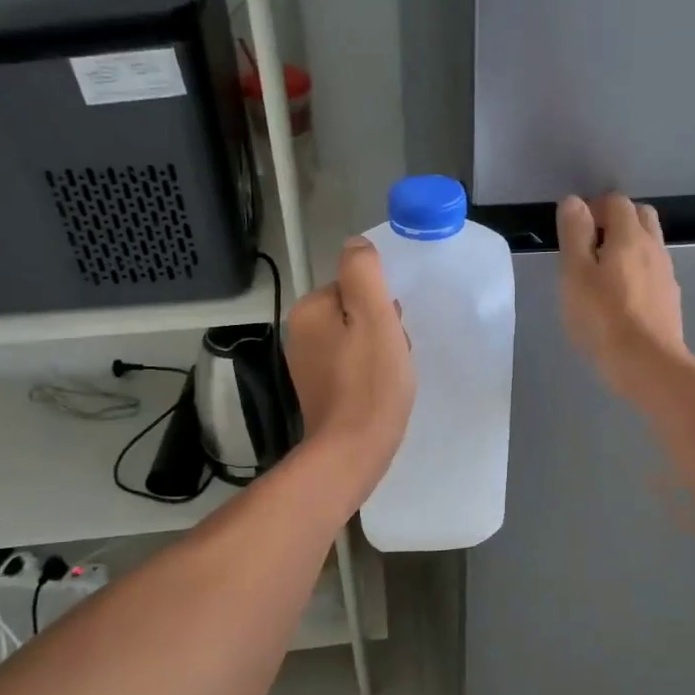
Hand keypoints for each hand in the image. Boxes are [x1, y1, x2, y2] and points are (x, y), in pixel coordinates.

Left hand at [284, 238, 415, 496]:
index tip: (392, 330)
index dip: (381, 305)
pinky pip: (351, 365)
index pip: (354, 286)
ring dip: (379, 349)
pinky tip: (381, 389)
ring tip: (391, 374)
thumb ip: (363, 271)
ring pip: (356, 339)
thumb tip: (356, 244)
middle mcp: (300, 333)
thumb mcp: (374, 314)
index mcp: (309, 310)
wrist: (353, 450)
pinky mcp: (320, 390)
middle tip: (393, 354)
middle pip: (355, 312)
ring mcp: (308, 364)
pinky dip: (369, 371)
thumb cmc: (370, 381)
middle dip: (381, 327)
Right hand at [556, 193, 686, 396]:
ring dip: (628, 247)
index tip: (575, 231)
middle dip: (616, 221)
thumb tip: (574, 202)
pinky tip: (621, 298)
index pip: (616, 201)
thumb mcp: (575, 274)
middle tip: (590, 247)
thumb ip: (574, 234)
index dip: (594, 208)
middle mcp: (654, 247)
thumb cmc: (603, 318)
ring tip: (603, 274)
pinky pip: (653, 271)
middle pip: (640, 216)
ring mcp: (666, 274)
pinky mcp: (670, 299)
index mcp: (630, 236)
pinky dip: (638, 271)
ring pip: (649, 244)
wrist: (648, 364)